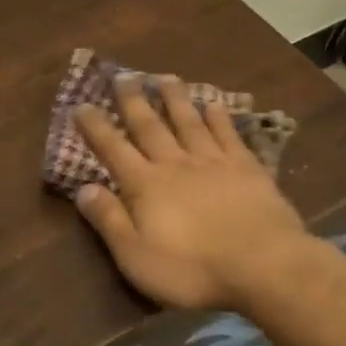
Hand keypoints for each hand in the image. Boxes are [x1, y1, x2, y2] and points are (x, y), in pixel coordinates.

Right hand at [72, 75, 308, 311]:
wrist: (263, 265)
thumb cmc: (193, 269)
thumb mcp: (136, 256)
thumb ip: (109, 220)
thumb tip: (83, 188)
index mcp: (145, 186)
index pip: (113, 149)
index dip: (96, 127)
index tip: (81, 105)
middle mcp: (176, 164)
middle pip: (150, 126)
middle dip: (133, 101)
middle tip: (123, 75)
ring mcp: (214, 162)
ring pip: (189, 122)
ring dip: (175, 99)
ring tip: (165, 77)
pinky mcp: (247, 168)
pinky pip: (228, 134)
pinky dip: (218, 116)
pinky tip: (213, 103)